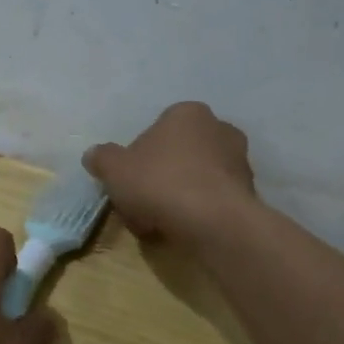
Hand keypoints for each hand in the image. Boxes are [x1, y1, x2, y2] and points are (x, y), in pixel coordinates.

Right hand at [83, 101, 257, 243]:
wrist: (214, 222)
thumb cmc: (160, 183)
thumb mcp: (115, 169)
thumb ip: (102, 158)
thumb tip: (94, 155)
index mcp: (187, 113)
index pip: (155, 131)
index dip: (137, 159)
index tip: (128, 183)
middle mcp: (219, 128)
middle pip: (176, 155)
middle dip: (158, 178)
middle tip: (141, 205)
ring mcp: (239, 161)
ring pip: (194, 179)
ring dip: (176, 198)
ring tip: (158, 224)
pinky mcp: (249, 192)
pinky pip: (211, 200)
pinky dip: (196, 212)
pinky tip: (181, 231)